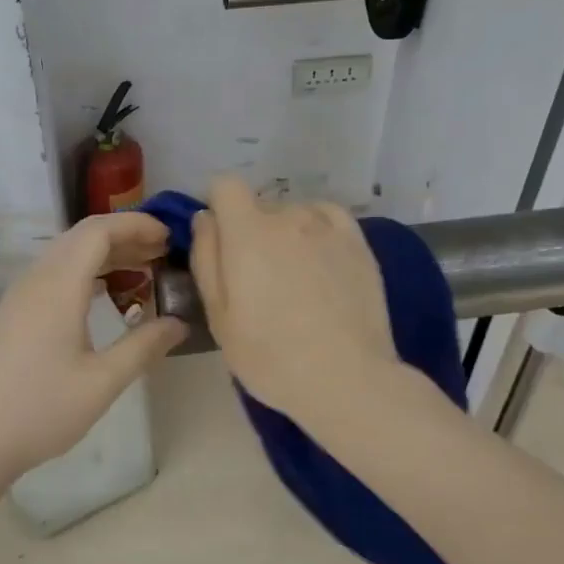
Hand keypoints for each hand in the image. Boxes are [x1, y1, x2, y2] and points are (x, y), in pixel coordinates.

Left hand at [0, 212, 185, 473]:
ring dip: (104, 253)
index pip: (98, 231)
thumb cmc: (40, 410)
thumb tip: (179, 323)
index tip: (169, 236)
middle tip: (162, 252)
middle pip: (82, 236)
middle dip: (124, 235)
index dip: (136, 225)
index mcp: (58, 286)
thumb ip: (144, 346)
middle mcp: (36, 280)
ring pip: (66, 254)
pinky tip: (104, 295)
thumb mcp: (103, 382)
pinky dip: (85, 271)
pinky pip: (53, 273)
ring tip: (141, 269)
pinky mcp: (12, 314)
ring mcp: (19, 296)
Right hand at [189, 175, 401, 424]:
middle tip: (259, 278)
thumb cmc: (270, 355)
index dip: (218, 205)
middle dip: (252, 231)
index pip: (226, 185)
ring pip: (295, 213)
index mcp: (247, 232)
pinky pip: (328, 217)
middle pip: (260, 205)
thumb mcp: (219, 315)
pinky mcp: (358, 242)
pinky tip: (321, 262)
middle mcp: (288, 216)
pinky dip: (318, 230)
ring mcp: (328, 227)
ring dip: (287, 233)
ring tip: (297, 278)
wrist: (346, 378)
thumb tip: (205, 218)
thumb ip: (206, 257)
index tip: (221, 238)